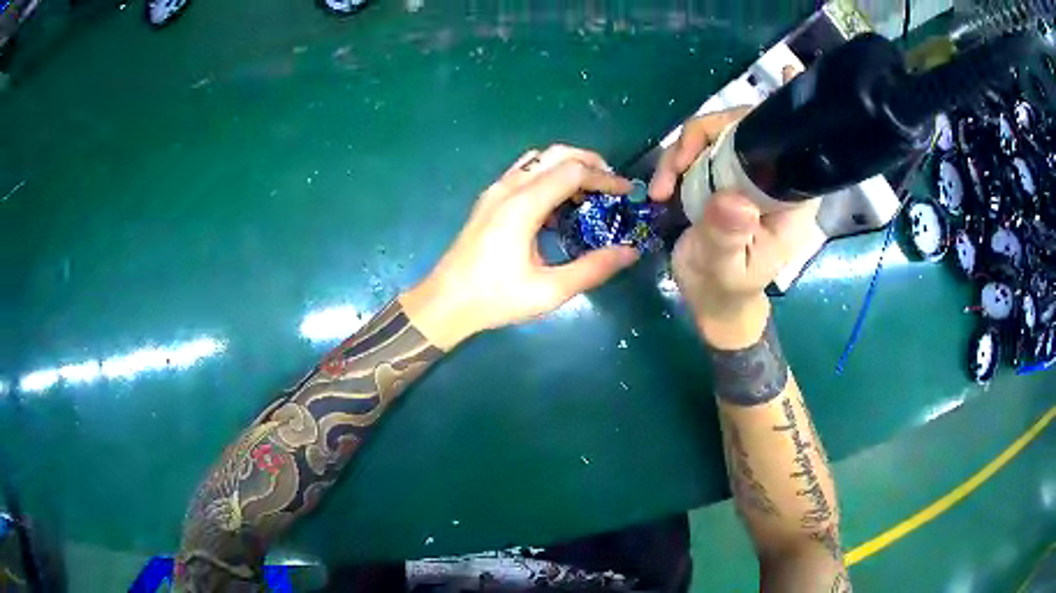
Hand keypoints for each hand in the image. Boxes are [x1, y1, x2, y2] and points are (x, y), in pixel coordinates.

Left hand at [401, 145, 639, 349]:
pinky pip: (524, 173)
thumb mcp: (550, 290)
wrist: (445, 302)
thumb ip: (593, 269)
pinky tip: (560, 206)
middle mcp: (508, 188)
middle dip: (590, 162)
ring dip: (568, 167)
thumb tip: (630, 251)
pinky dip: (549, 177)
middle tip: (613, 185)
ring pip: (538, 160)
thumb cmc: (496, 298)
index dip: (605, 178)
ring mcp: (495, 191)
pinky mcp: (489, 200)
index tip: (627, 192)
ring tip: (590, 193)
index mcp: (523, 205)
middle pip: (556, 154)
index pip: (572, 171)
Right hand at [648, 104, 818, 348]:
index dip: (788, 112)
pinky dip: (676, 160)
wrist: (710, 299)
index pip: (794, 147)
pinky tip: (661, 185)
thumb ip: (727, 237)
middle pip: (747, 128)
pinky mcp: (722, 175)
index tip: (791, 73)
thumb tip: (731, 199)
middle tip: (674, 166)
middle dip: (706, 135)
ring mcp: (744, 173)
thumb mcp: (724, 269)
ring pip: (718, 134)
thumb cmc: (725, 289)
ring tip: (660, 187)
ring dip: (683, 150)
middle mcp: (771, 179)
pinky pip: (699, 149)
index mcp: (788, 201)